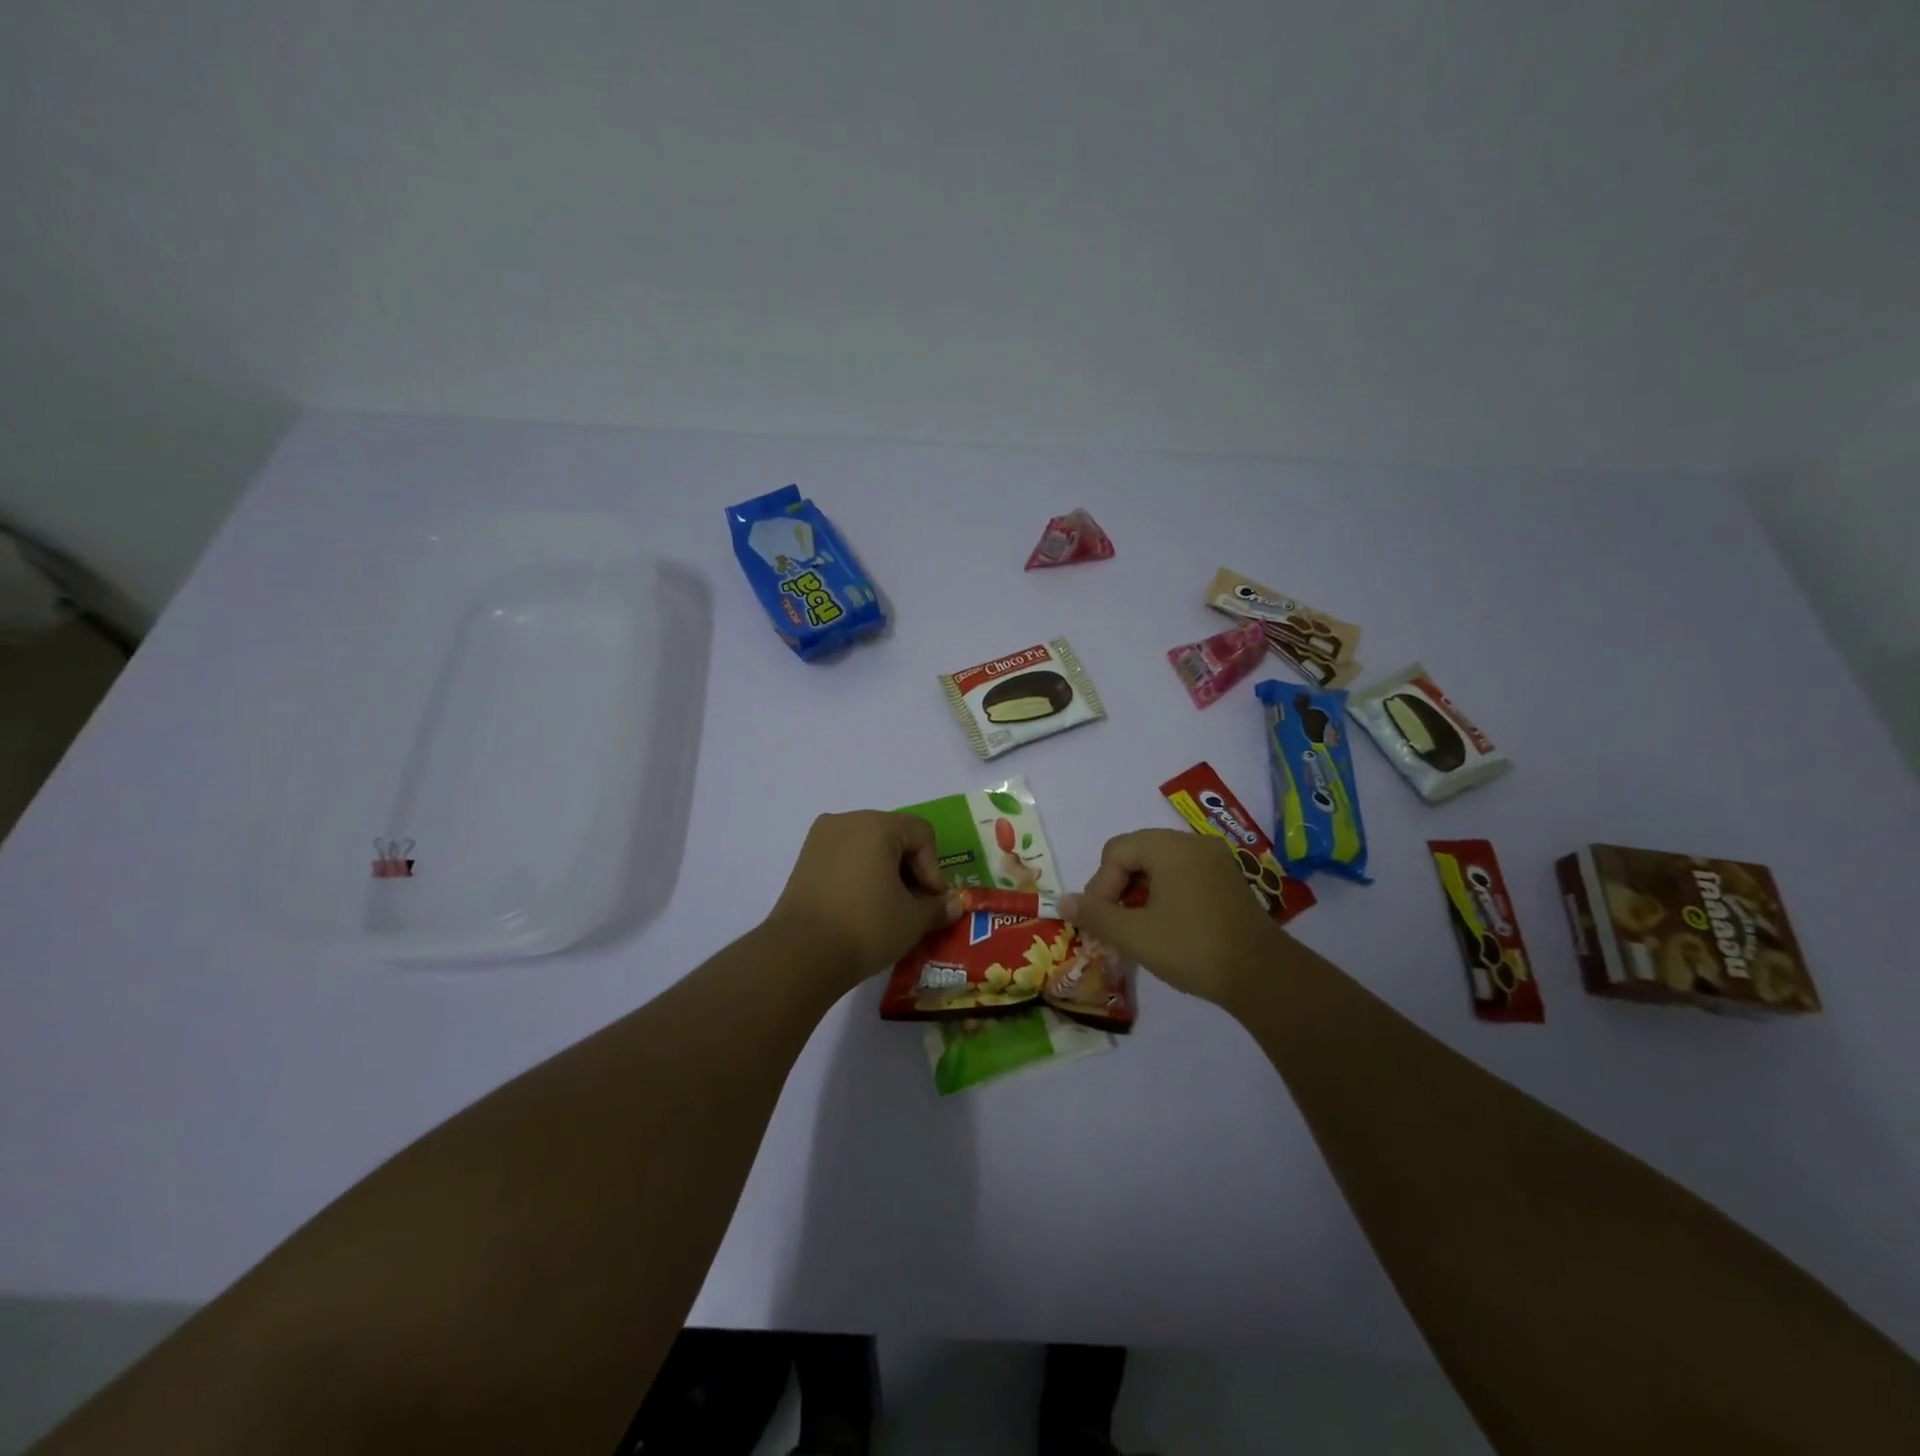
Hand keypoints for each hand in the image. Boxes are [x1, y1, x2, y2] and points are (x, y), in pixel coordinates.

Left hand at [766, 811, 962, 990]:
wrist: (801, 954)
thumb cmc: (866, 926)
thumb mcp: (913, 920)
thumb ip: (938, 907)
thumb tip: (955, 904)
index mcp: (877, 824)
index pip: (922, 833)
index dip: (933, 868)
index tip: (931, 901)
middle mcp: (847, 821)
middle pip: (894, 836)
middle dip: (909, 869)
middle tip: (914, 905)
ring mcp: (821, 839)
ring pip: (867, 847)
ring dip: (884, 873)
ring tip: (888, 909)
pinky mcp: (804, 860)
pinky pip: (844, 858)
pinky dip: (859, 876)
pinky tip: (861, 908)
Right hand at [1059, 829, 1289, 1006]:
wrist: (1263, 977)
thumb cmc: (1192, 948)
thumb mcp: (1135, 934)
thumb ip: (1095, 914)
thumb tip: (1062, 902)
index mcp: (1170, 847)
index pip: (1116, 851)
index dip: (1100, 885)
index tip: (1101, 921)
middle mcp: (1193, 844)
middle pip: (1137, 853)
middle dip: (1118, 888)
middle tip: (1114, 924)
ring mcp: (1215, 861)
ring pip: (1160, 866)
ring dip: (1140, 893)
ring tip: (1136, 928)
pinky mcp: (1228, 881)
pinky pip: (1183, 876)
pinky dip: (1165, 895)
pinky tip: (1165, 926)